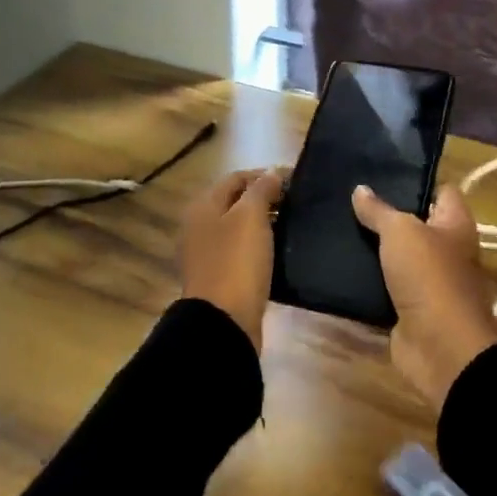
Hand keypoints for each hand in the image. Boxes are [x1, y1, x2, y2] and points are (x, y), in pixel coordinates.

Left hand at [180, 167, 285, 348]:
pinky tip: (279, 251)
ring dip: (264, 223)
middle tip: (296, 202)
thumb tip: (272, 173)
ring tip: (293, 225)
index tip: (295, 179)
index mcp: (203, 206)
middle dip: (265, 198)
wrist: (223, 322)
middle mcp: (200, 226)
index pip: (236, 178)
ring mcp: (208, 254)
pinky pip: (242, 253)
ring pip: (239, 228)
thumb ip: (261, 190)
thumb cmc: (236, 262)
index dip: (265, 175)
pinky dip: (260, 247)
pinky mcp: (220, 278)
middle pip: (236, 202)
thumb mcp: (250, 217)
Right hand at [351, 183, 496, 409]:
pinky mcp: (408, 308)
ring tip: (338, 226)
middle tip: (349, 198)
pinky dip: (366, 279)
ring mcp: (427, 281)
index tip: (382, 172)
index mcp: (455, 225)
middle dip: (386, 214)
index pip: (442, 191)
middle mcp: (446, 250)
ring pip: (397, 256)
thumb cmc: (429, 276)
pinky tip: (338, 264)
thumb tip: (360, 189)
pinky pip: (384, 287)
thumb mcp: (400, 232)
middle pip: (416, 224)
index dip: (416, 180)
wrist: (438, 347)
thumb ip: (379, 211)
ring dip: (373, 248)